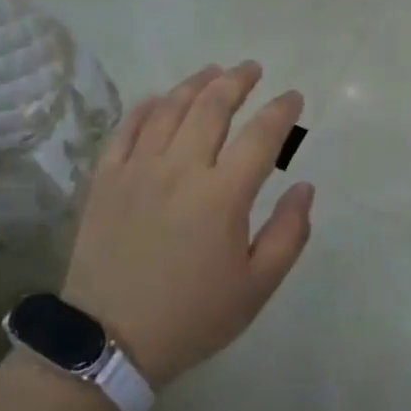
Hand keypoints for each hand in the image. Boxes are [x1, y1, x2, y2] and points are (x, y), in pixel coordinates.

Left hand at [63, 62, 313, 387]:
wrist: (110, 342)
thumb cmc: (193, 316)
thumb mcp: (257, 287)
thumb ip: (289, 233)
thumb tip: (304, 186)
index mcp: (223, 195)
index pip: (261, 135)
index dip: (281, 110)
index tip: (293, 97)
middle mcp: (181, 169)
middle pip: (212, 107)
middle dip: (237, 81)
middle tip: (253, 69)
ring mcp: (138, 169)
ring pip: (170, 109)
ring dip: (195, 83)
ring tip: (213, 72)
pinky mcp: (105, 178)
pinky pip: (128, 128)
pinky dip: (147, 106)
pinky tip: (160, 98)